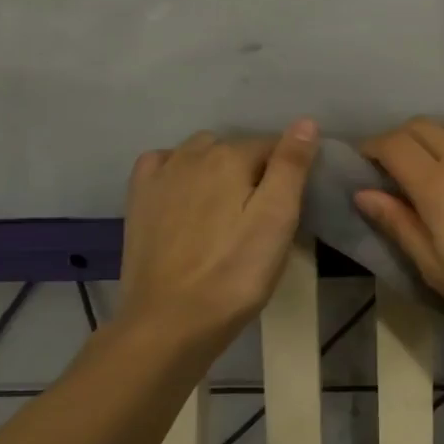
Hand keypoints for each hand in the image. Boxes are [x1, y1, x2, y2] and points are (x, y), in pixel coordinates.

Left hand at [117, 122, 318, 346]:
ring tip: (229, 207)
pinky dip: (178, 170)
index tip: (295, 203)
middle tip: (264, 213)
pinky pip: (162, 165)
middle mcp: (191, 155)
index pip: (274, 146)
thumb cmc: (235, 274)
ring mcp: (159, 176)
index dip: (290, 171)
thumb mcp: (277, 220)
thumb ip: (291, 166)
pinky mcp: (138, 201)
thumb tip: (305, 121)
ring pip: (199, 153)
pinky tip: (186, 195)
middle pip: (236, 148)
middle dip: (254, 168)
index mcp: (230, 157)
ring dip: (218, 167)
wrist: (169, 322)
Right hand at [355, 119, 443, 350]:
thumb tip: (364, 192)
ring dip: (436, 139)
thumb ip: (399, 224)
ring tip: (436, 168)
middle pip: (423, 127)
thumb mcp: (436, 269)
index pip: (394, 145)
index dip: (373, 148)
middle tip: (395, 167)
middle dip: (400, 140)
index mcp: (438, 187)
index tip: (366, 163)